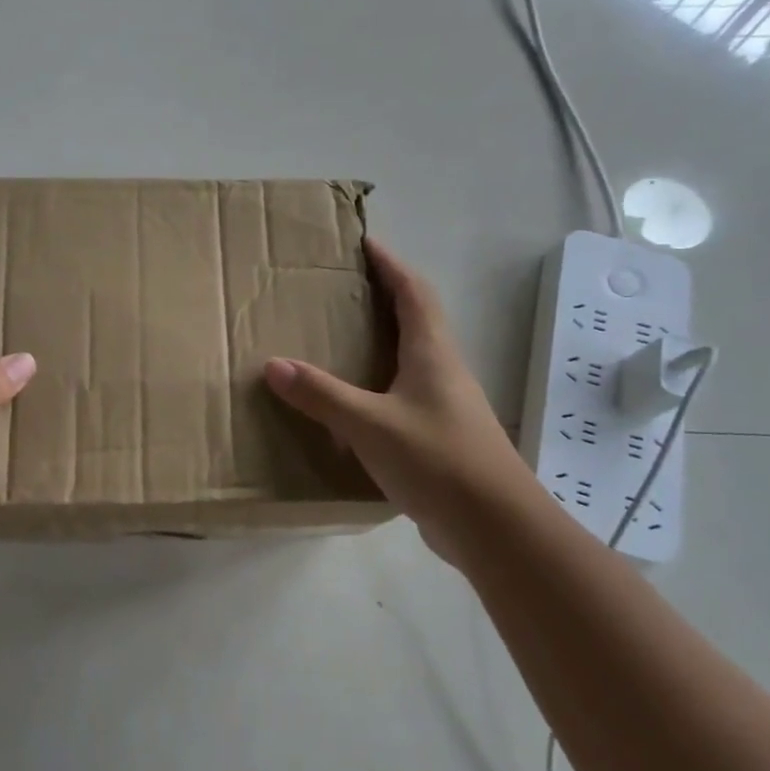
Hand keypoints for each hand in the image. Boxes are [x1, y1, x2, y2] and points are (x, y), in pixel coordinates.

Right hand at [263, 238, 528, 559]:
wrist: (495, 528)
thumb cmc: (437, 460)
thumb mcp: (370, 424)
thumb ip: (321, 394)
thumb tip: (273, 364)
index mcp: (432, 354)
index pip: (413, 292)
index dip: (390, 265)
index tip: (364, 242)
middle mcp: (443, 371)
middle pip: (416, 319)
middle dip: (383, 296)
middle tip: (342, 287)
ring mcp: (445, 405)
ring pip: (411, 358)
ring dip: (382, 339)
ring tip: (340, 337)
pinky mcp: (439, 436)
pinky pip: (404, 394)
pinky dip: (379, 383)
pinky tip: (354, 401)